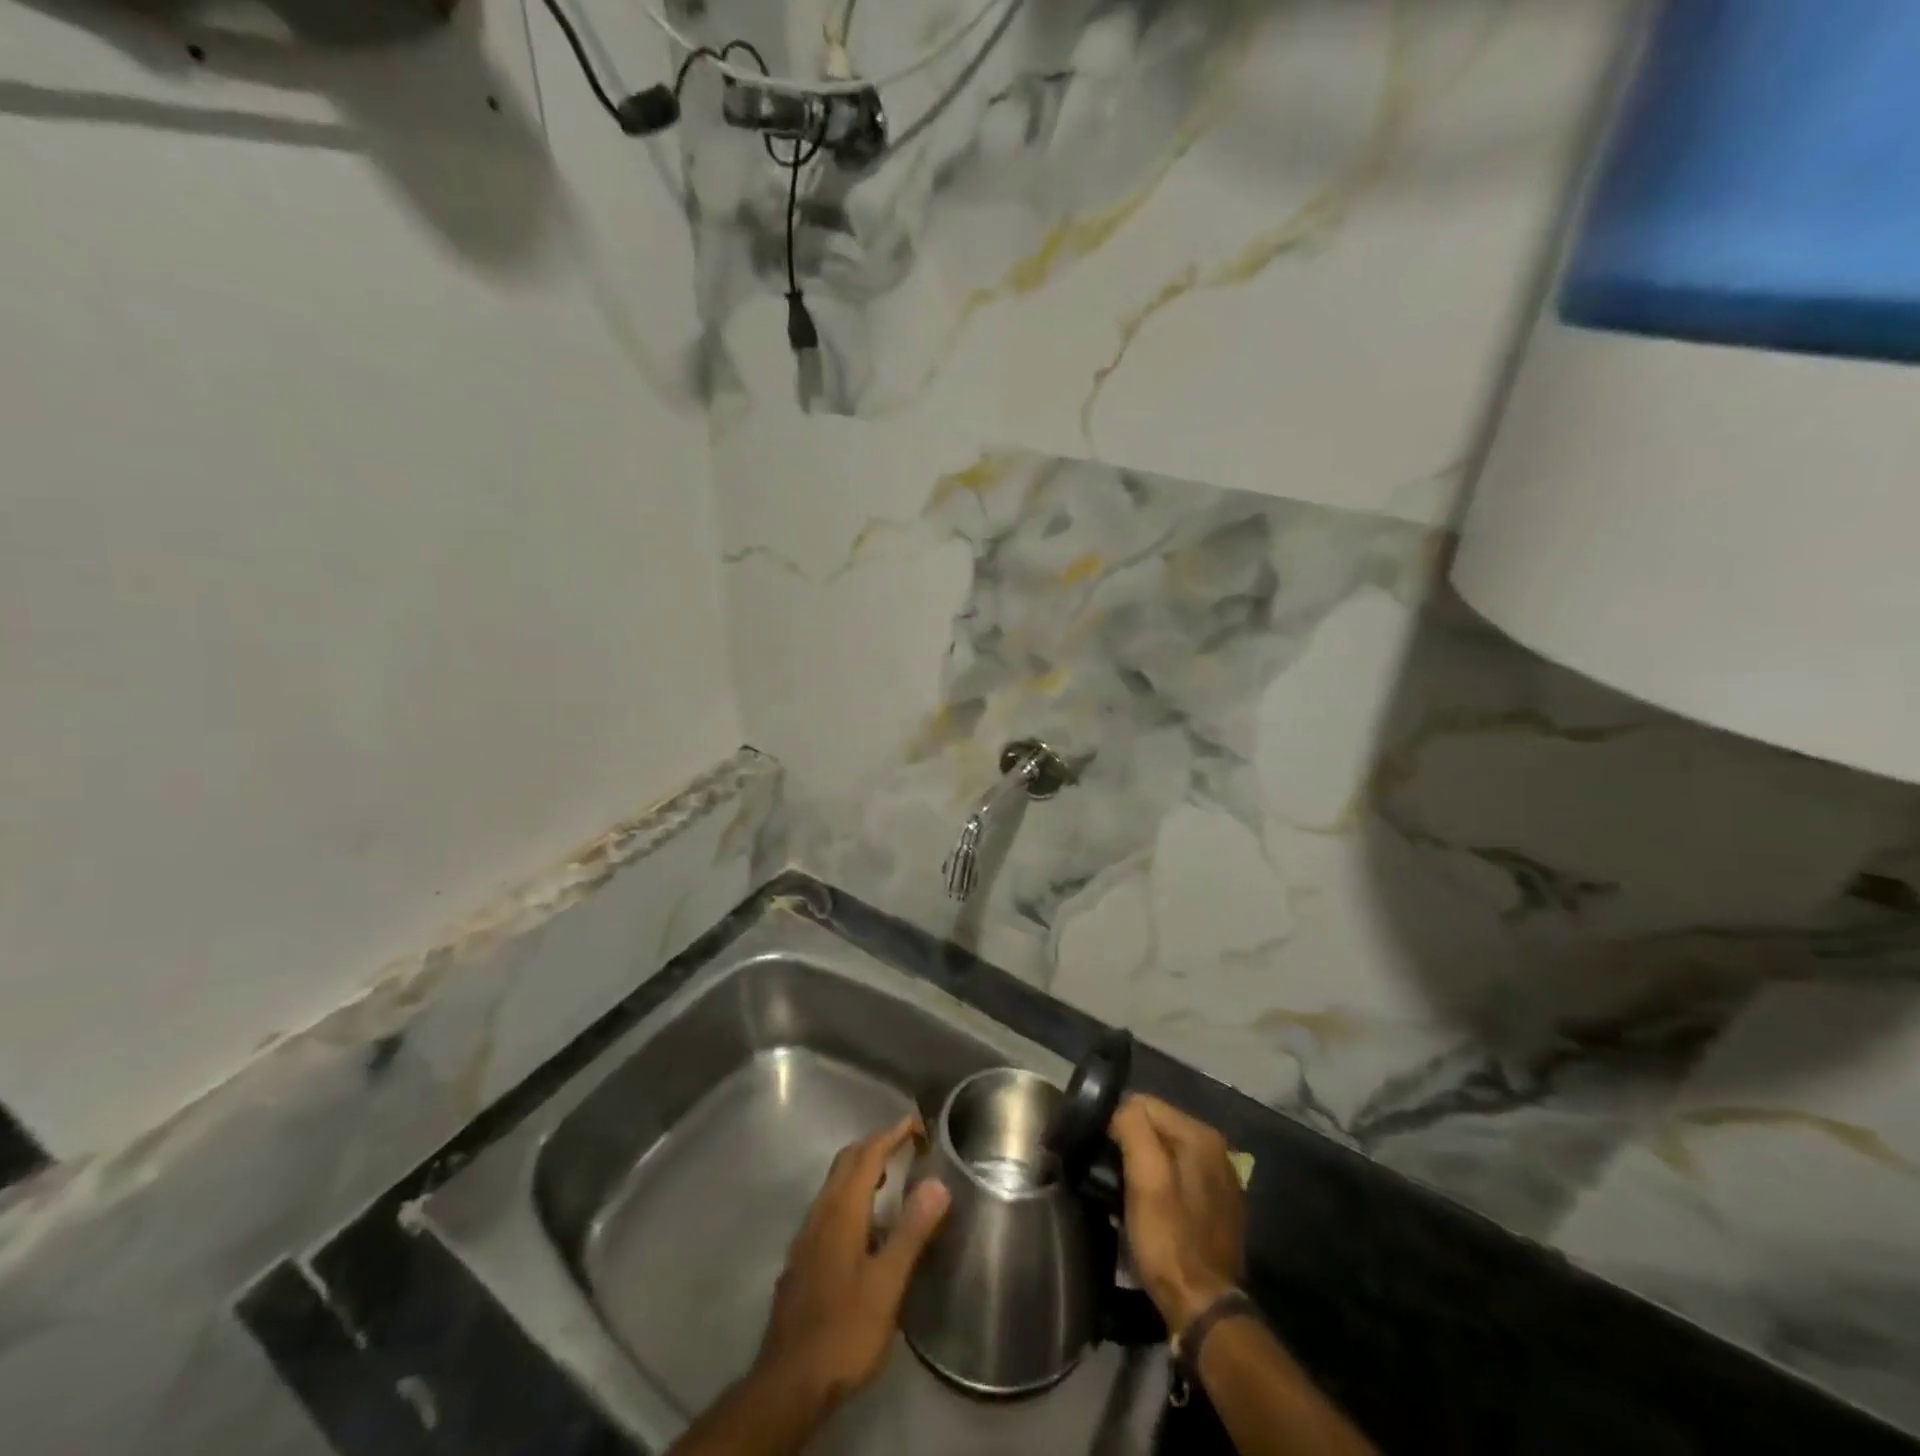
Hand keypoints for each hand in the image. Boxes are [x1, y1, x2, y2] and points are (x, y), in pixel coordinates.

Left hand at [751, 1114, 951, 1417]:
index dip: (892, 1133)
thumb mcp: (887, 1283)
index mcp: (842, 1209)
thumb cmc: (844, 1330)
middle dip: (876, 1143)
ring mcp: (807, 1235)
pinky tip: (869, 1225)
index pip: (868, 1154)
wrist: (789, 1383)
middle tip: (907, 1143)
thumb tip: (937, 1182)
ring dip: (862, 1168)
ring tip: (893, 1177)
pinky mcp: (803, 1257)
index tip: (917, 1123)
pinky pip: (830, 1206)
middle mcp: (821, 1211)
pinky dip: (853, 1195)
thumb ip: (912, 1230)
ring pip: (836, 1183)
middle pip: (847, 1160)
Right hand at [1108, 1094, 1245, 1331]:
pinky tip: (1151, 1206)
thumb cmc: (1169, 1239)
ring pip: (1167, 1151)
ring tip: (1124, 1189)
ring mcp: (1221, 1178)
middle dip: (1131, 1142)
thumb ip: (1133, 1128)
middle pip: (1157, 1127)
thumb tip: (1120, 1109)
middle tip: (1109, 1172)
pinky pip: (1180, 1176)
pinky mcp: (1219, 1206)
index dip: (1116, 1122)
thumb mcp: (1145, 1179)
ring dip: (1144, 1164)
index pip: (1144, 1103)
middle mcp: (1216, 1149)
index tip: (1100, 1151)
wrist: (1203, 1309)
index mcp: (1200, 1135)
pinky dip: (1162, 1183)